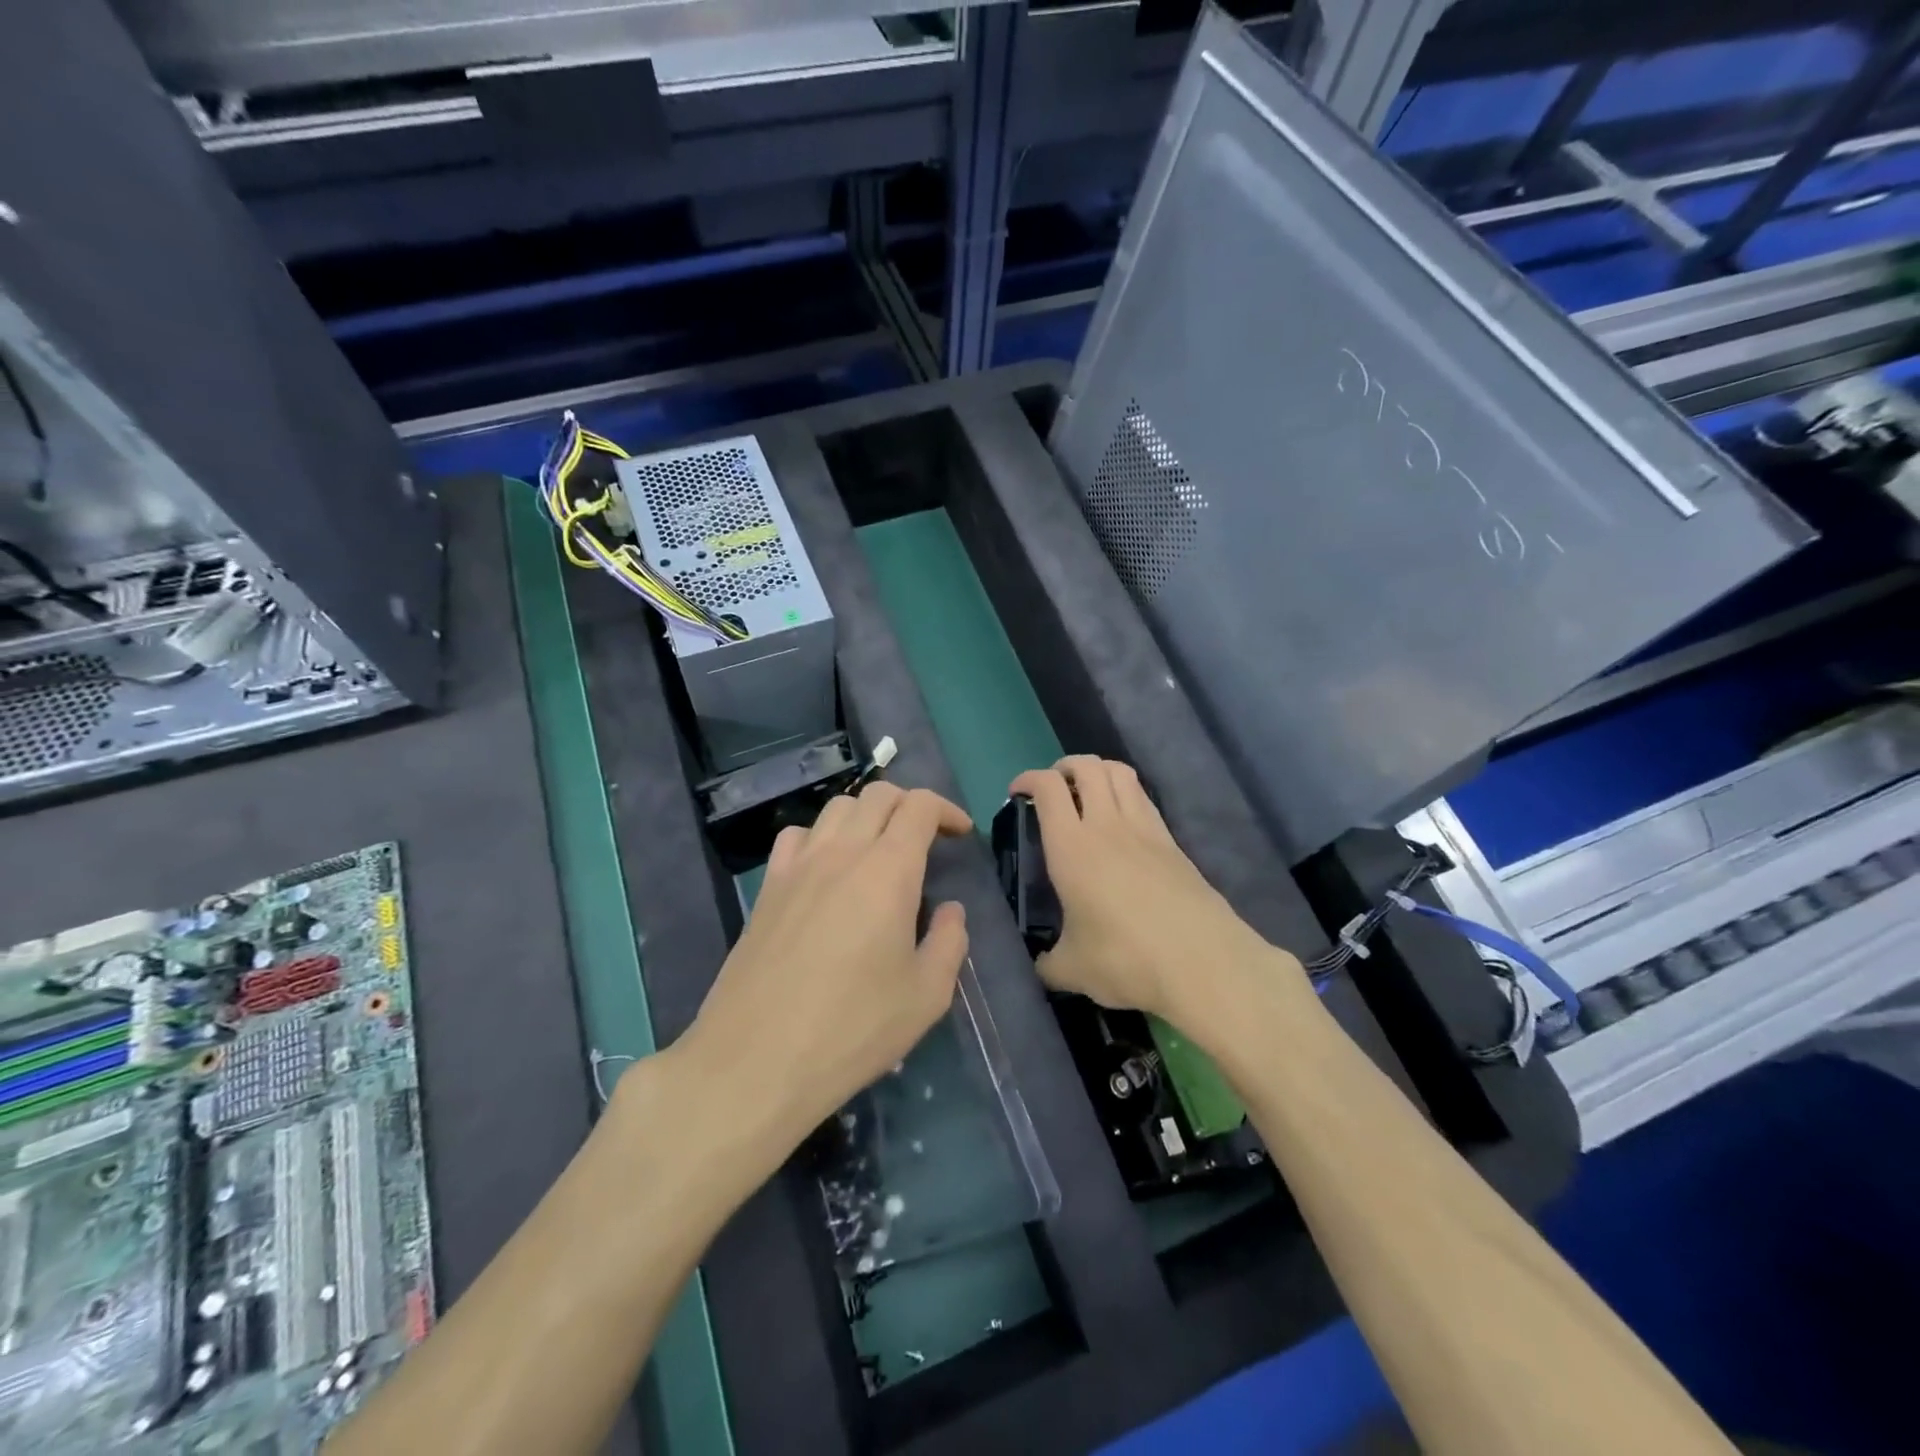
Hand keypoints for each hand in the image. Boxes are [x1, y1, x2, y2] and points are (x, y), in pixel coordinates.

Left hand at [678, 782, 972, 1153]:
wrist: (756, 1059)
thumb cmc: (852, 1028)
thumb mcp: (926, 996)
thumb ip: (950, 942)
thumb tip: (949, 911)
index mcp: (888, 870)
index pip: (920, 806)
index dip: (947, 810)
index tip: (961, 833)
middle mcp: (842, 852)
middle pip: (879, 795)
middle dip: (911, 805)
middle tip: (927, 839)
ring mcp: (798, 866)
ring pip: (836, 807)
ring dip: (867, 815)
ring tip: (879, 851)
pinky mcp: (767, 887)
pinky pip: (796, 836)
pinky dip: (821, 836)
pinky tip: (827, 869)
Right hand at [1008, 757, 1305, 1026]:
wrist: (1203, 964)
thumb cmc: (1126, 960)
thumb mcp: (1072, 970)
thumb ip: (1047, 964)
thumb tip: (1039, 967)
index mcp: (1072, 847)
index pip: (1048, 788)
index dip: (1028, 779)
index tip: (1017, 792)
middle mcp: (1107, 825)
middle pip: (1087, 766)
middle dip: (1065, 767)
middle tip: (1053, 789)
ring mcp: (1145, 830)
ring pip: (1121, 773)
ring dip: (1098, 772)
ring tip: (1087, 794)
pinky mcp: (1173, 843)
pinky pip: (1144, 799)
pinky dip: (1126, 794)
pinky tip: (1122, 824)